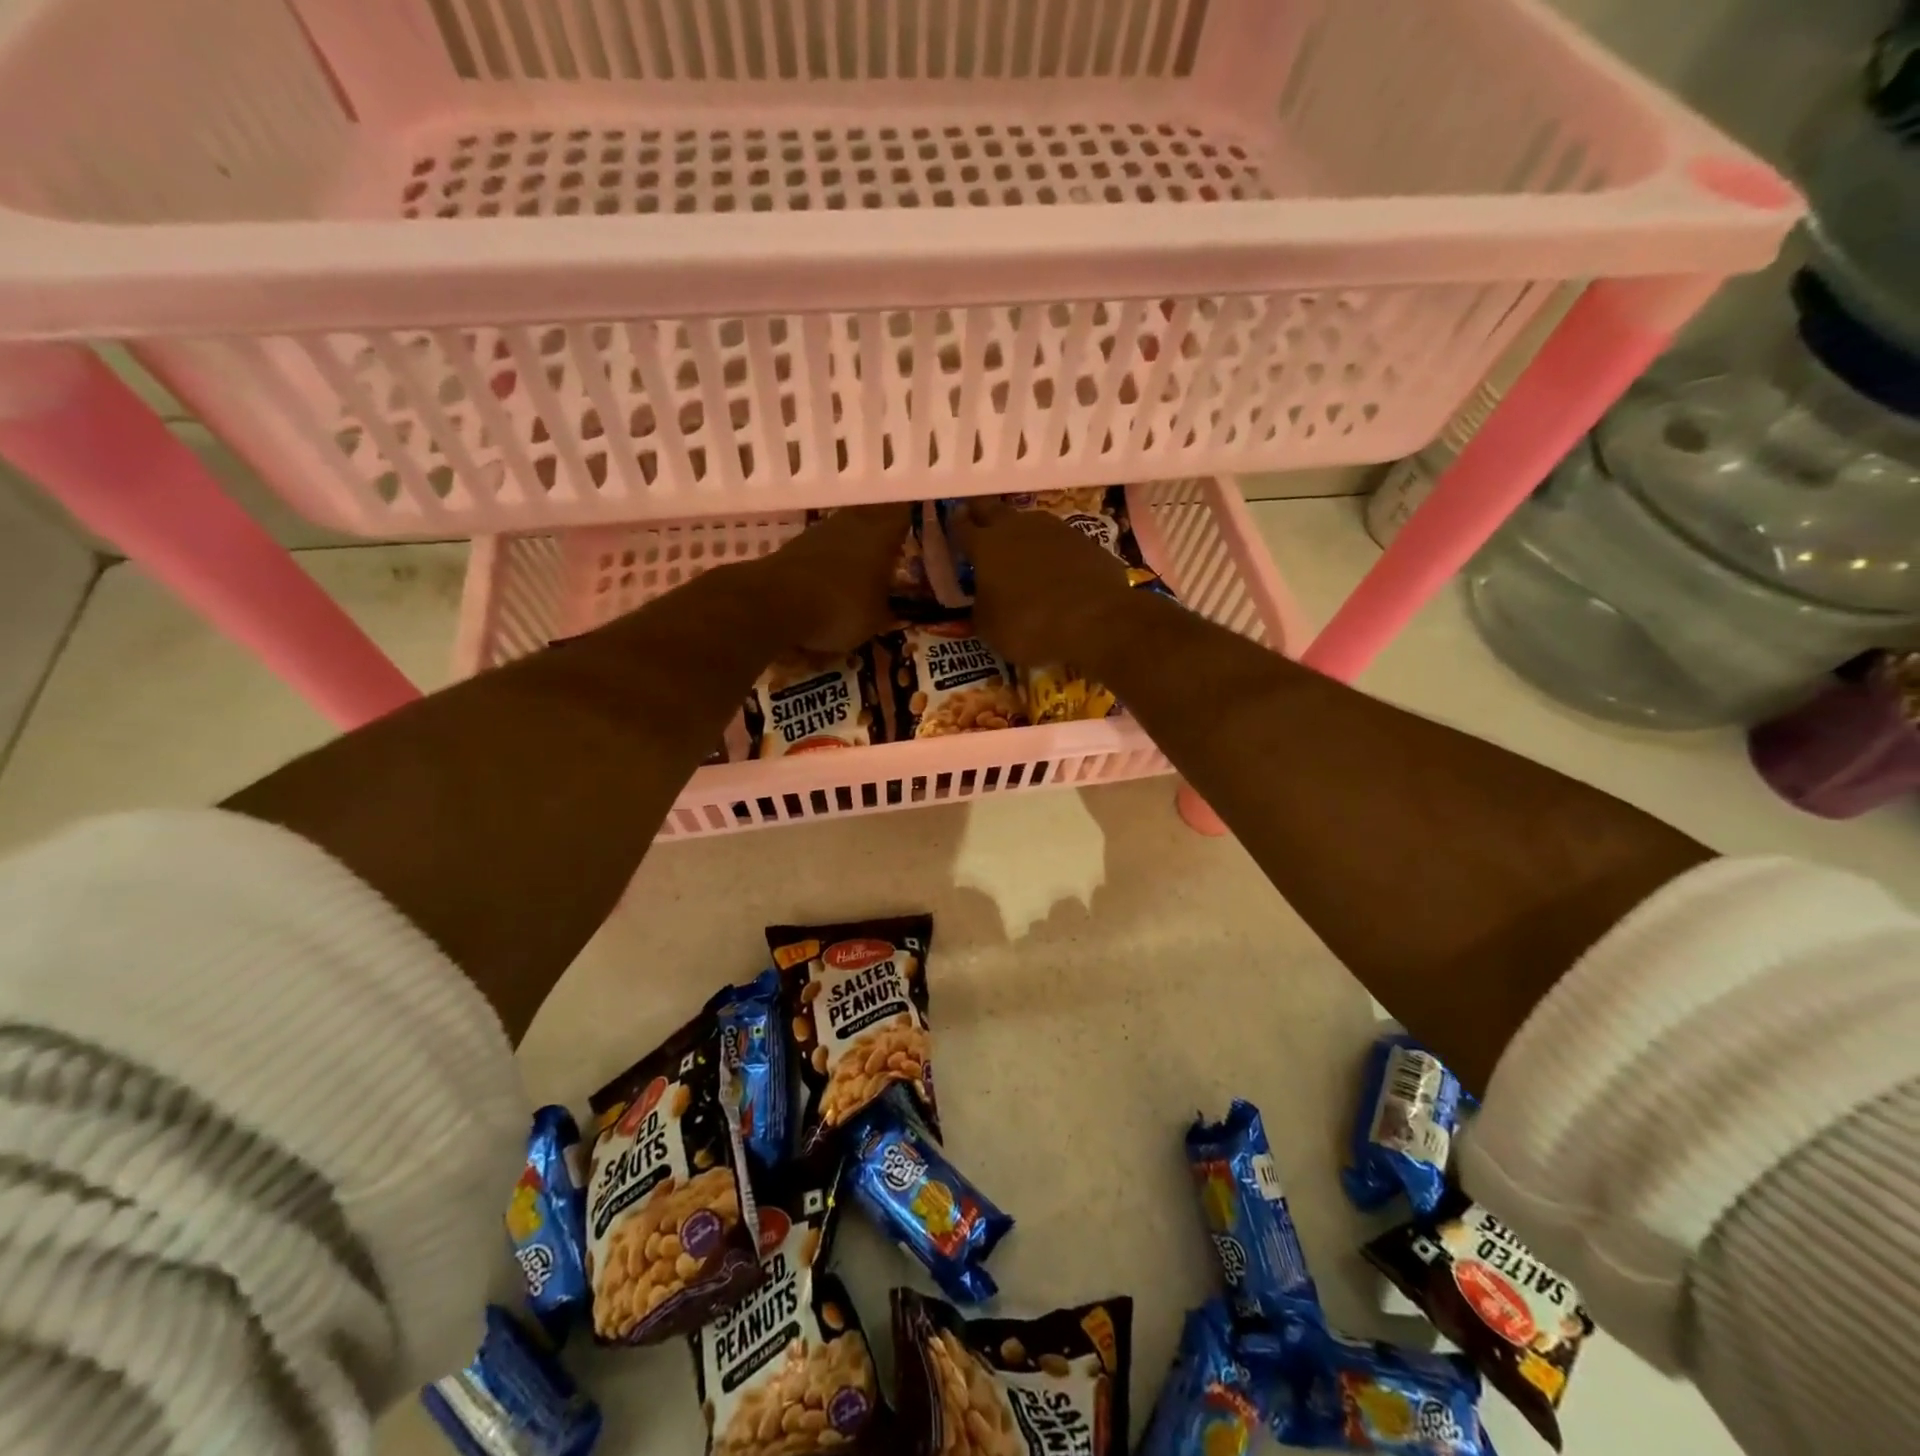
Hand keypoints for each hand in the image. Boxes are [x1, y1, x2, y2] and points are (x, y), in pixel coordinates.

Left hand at [758, 503, 911, 653]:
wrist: (774, 603)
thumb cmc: (840, 608)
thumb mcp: (875, 620)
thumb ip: (886, 609)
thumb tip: (890, 607)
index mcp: (881, 535)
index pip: (904, 516)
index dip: (911, 524)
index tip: (917, 536)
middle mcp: (853, 523)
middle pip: (873, 520)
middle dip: (881, 537)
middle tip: (891, 556)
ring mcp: (820, 531)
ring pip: (845, 533)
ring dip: (852, 549)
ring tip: (860, 572)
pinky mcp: (795, 545)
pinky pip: (822, 550)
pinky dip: (829, 563)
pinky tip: (830, 582)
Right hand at [947, 498, 1133, 664]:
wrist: (1095, 620)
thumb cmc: (1030, 626)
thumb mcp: (990, 628)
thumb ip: (980, 609)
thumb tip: (983, 602)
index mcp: (986, 546)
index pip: (962, 527)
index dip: (956, 524)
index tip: (953, 520)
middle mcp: (1017, 528)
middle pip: (994, 510)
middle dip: (983, 513)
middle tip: (978, 518)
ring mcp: (1055, 530)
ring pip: (1029, 521)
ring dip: (1020, 529)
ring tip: (1018, 542)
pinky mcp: (1085, 541)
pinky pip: (1059, 540)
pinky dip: (1051, 549)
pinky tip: (1054, 564)